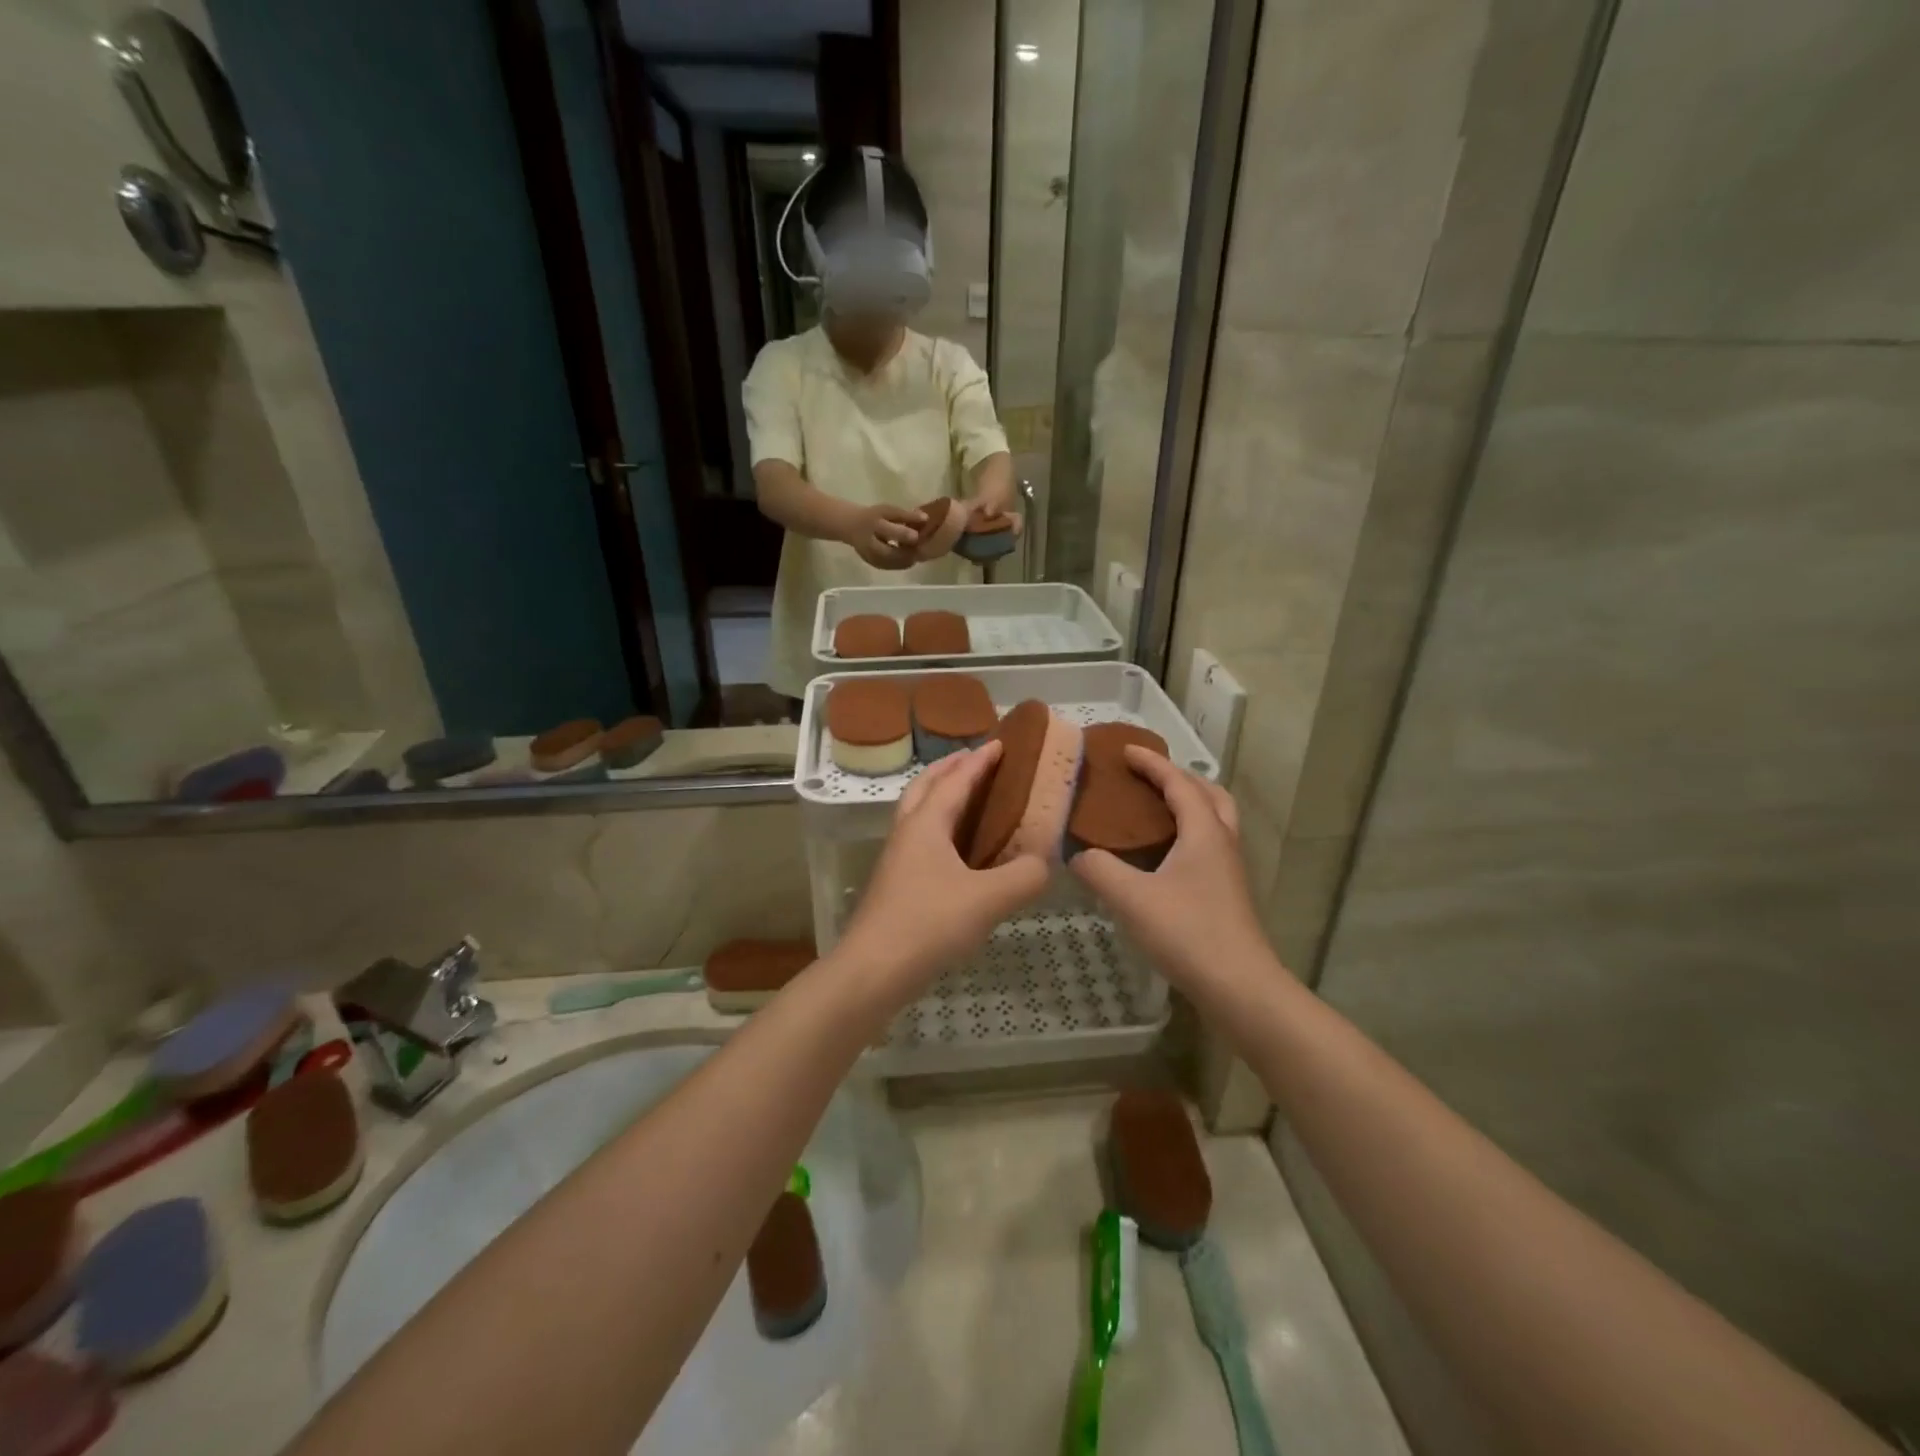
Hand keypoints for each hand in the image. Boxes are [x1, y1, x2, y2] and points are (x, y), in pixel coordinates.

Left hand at [836, 743, 1048, 1012]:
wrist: (872, 971)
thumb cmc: (928, 924)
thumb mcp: (988, 900)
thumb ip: (1025, 876)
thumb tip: (1045, 862)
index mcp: (926, 823)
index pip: (955, 779)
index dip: (979, 761)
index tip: (1000, 743)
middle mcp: (907, 833)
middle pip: (925, 786)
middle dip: (951, 768)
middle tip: (978, 761)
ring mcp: (897, 859)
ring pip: (918, 813)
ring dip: (942, 796)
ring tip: (971, 801)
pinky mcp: (896, 885)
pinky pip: (921, 840)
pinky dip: (941, 829)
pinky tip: (960, 853)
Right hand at [844, 504, 923, 569]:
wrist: (851, 526)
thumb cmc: (874, 516)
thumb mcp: (888, 510)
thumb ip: (906, 515)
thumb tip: (925, 519)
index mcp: (873, 524)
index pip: (889, 530)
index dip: (904, 535)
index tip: (917, 536)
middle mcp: (868, 542)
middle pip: (889, 553)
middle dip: (906, 553)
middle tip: (919, 550)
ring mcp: (868, 555)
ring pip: (889, 563)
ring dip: (905, 560)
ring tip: (916, 555)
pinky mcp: (871, 563)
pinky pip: (888, 567)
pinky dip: (900, 564)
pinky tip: (908, 560)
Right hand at [1070, 748, 1271, 994]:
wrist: (1240, 987)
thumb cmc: (1187, 933)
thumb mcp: (1131, 898)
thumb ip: (1099, 870)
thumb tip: (1076, 855)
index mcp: (1204, 832)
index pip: (1179, 783)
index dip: (1152, 763)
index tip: (1125, 750)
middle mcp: (1222, 843)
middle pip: (1209, 794)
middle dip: (1179, 778)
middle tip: (1147, 778)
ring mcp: (1229, 870)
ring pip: (1215, 820)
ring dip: (1189, 805)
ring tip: (1155, 811)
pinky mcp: (1228, 894)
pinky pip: (1209, 845)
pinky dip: (1188, 833)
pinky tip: (1163, 857)